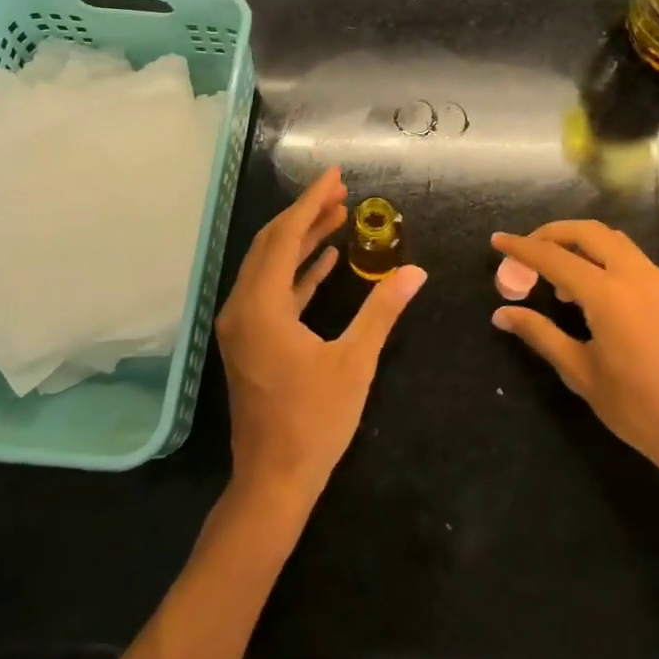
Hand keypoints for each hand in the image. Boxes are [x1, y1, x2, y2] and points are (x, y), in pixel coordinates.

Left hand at [217, 167, 426, 510]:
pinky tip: (326, 260)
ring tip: (338, 217)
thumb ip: (382, 311)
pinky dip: (298, 273)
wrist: (273, 482)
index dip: (310, 202)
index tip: (335, 177)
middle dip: (306, 215)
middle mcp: (242, 307)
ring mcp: (243, 325)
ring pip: (271, 266)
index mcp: (261, 306)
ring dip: (302, 240)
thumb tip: (416, 273)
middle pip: (272, 244)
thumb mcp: (355, 362)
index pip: (285, 237)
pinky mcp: (251, 340)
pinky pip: (273, 292)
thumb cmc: (314, 422)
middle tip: (341, 194)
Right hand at [491, 221, 658, 488]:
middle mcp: (634, 275)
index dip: (522, 248)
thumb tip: (502, 314)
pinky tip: (589, 291)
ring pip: (612, 240)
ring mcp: (657, 282)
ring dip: (579, 243)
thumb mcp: (581, 372)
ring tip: (556, 276)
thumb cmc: (638, 409)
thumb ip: (540, 334)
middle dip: (552, 234)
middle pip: (587, 232)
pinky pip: (629, 257)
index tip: (497, 241)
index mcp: (608, 294)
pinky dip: (602, 257)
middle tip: (527, 252)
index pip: (554, 257)